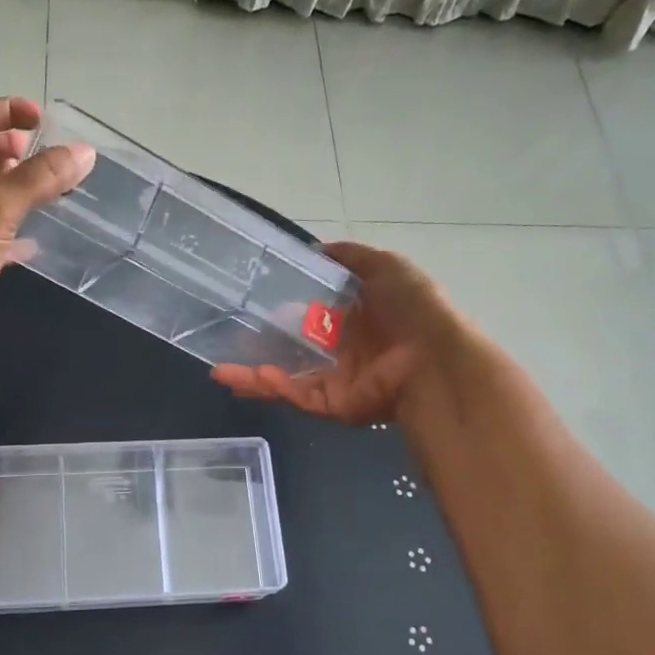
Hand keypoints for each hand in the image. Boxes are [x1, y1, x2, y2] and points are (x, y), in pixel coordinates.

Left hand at [0, 97, 95, 353]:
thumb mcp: (1, 204)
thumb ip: (41, 176)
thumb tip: (84, 153)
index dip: (6, 111)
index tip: (40, 120)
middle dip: (13, 147)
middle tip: (47, 156)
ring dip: (19, 185)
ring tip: (52, 190)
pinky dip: (19, 228)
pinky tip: (41, 237)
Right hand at [211, 242, 457, 422]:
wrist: (435, 357)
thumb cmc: (414, 309)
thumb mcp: (386, 267)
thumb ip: (350, 257)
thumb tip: (316, 248)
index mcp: (355, 322)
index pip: (310, 319)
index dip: (281, 315)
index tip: (252, 309)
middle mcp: (342, 353)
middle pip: (292, 353)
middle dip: (258, 352)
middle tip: (225, 346)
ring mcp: (336, 382)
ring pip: (287, 380)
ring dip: (252, 377)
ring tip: (220, 373)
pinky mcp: (334, 406)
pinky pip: (298, 396)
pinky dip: (274, 388)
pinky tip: (249, 378)